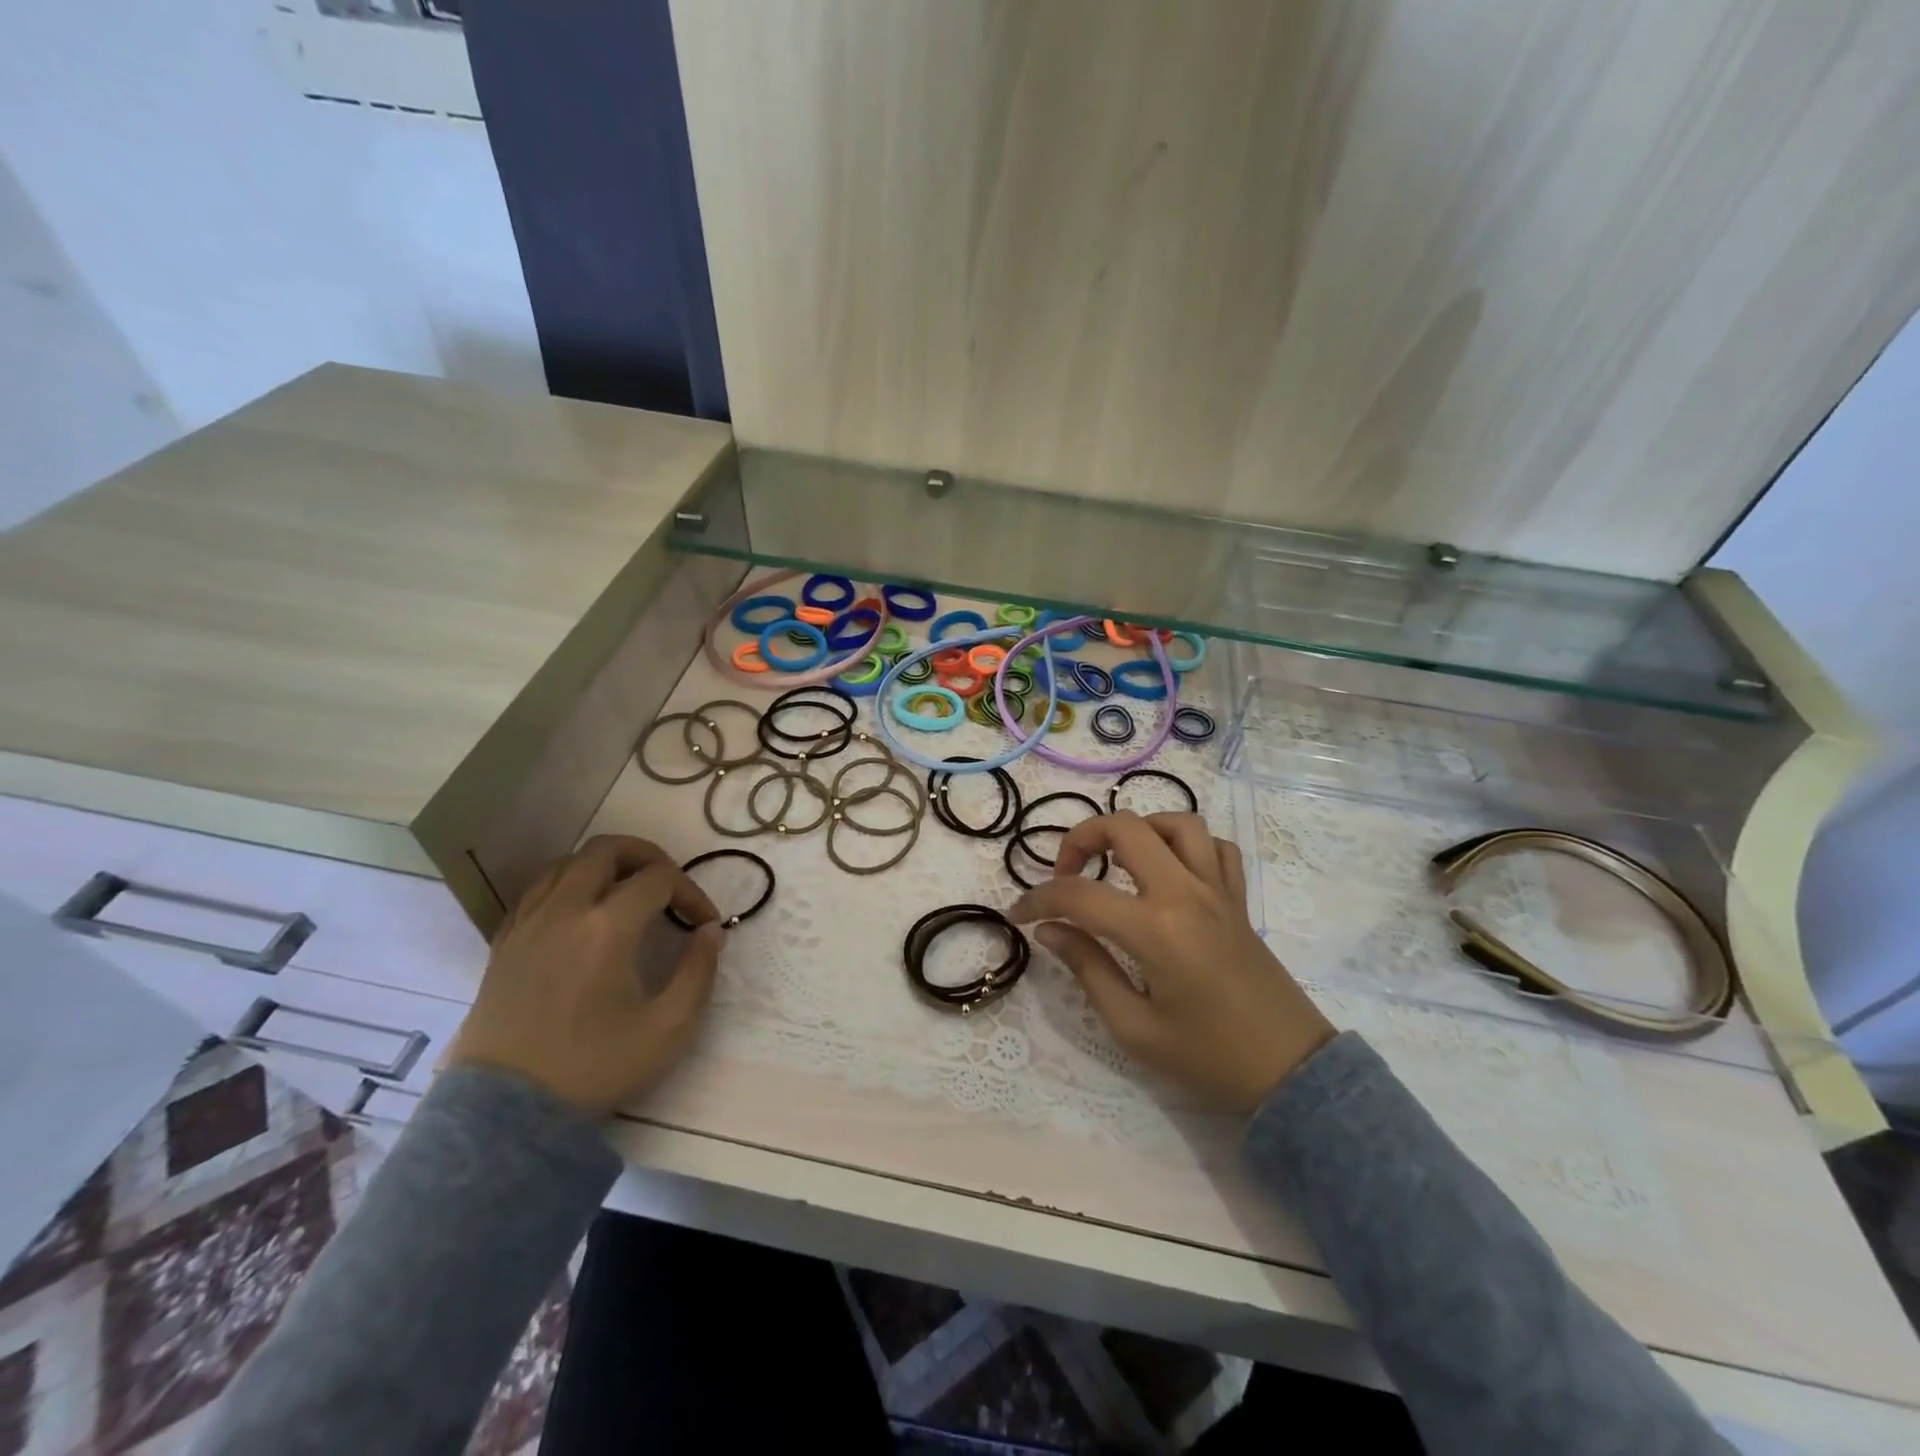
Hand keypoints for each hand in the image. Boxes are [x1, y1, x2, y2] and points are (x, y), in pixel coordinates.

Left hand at [449, 835, 723, 1116]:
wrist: (507, 1112)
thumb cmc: (594, 1067)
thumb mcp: (669, 1028)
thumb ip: (699, 971)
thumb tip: (710, 931)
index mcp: (608, 926)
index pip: (660, 878)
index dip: (691, 892)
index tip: (704, 924)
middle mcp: (565, 909)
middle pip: (607, 849)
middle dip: (647, 856)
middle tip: (668, 885)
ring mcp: (529, 923)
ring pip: (566, 861)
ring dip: (604, 865)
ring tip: (626, 892)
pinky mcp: (505, 942)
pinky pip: (537, 889)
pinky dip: (567, 884)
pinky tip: (581, 911)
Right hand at [1010, 812, 1334, 1113]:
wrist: (1291, 1074)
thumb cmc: (1208, 1058)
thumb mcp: (1134, 1028)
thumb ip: (1088, 969)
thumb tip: (1050, 930)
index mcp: (1155, 929)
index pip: (1079, 894)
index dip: (1039, 899)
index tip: (1020, 914)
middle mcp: (1186, 893)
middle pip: (1126, 827)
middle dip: (1082, 838)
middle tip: (1066, 875)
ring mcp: (1219, 890)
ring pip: (1178, 823)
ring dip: (1139, 830)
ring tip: (1118, 862)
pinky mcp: (1240, 899)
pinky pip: (1217, 847)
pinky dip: (1187, 845)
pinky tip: (1171, 871)